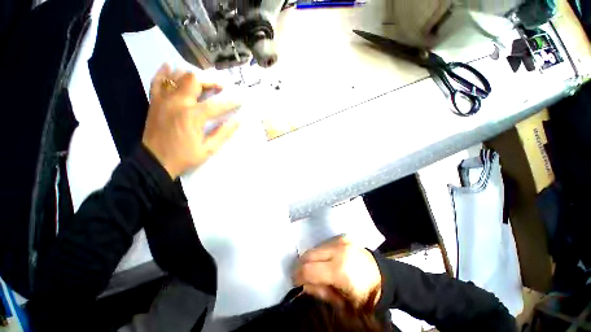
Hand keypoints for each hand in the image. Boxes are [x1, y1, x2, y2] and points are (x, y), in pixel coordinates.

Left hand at [142, 64, 239, 178]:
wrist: (154, 162)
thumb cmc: (184, 157)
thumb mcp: (208, 149)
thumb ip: (223, 133)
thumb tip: (238, 121)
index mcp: (192, 116)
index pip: (217, 104)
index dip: (231, 102)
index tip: (240, 100)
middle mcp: (178, 103)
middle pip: (195, 80)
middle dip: (211, 81)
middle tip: (220, 87)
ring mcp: (164, 100)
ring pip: (177, 76)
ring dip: (193, 76)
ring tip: (203, 82)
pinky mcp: (155, 101)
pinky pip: (158, 81)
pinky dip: (165, 73)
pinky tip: (171, 67)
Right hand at [293, 236, 381, 308]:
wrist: (382, 276)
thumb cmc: (363, 294)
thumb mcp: (341, 302)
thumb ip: (319, 292)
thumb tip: (303, 284)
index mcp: (339, 269)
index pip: (309, 269)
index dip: (298, 276)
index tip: (295, 281)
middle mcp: (338, 250)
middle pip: (309, 254)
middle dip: (302, 265)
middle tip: (302, 275)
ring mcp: (340, 240)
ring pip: (315, 247)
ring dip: (312, 258)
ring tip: (317, 268)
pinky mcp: (342, 236)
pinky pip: (324, 244)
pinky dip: (320, 252)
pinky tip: (326, 260)